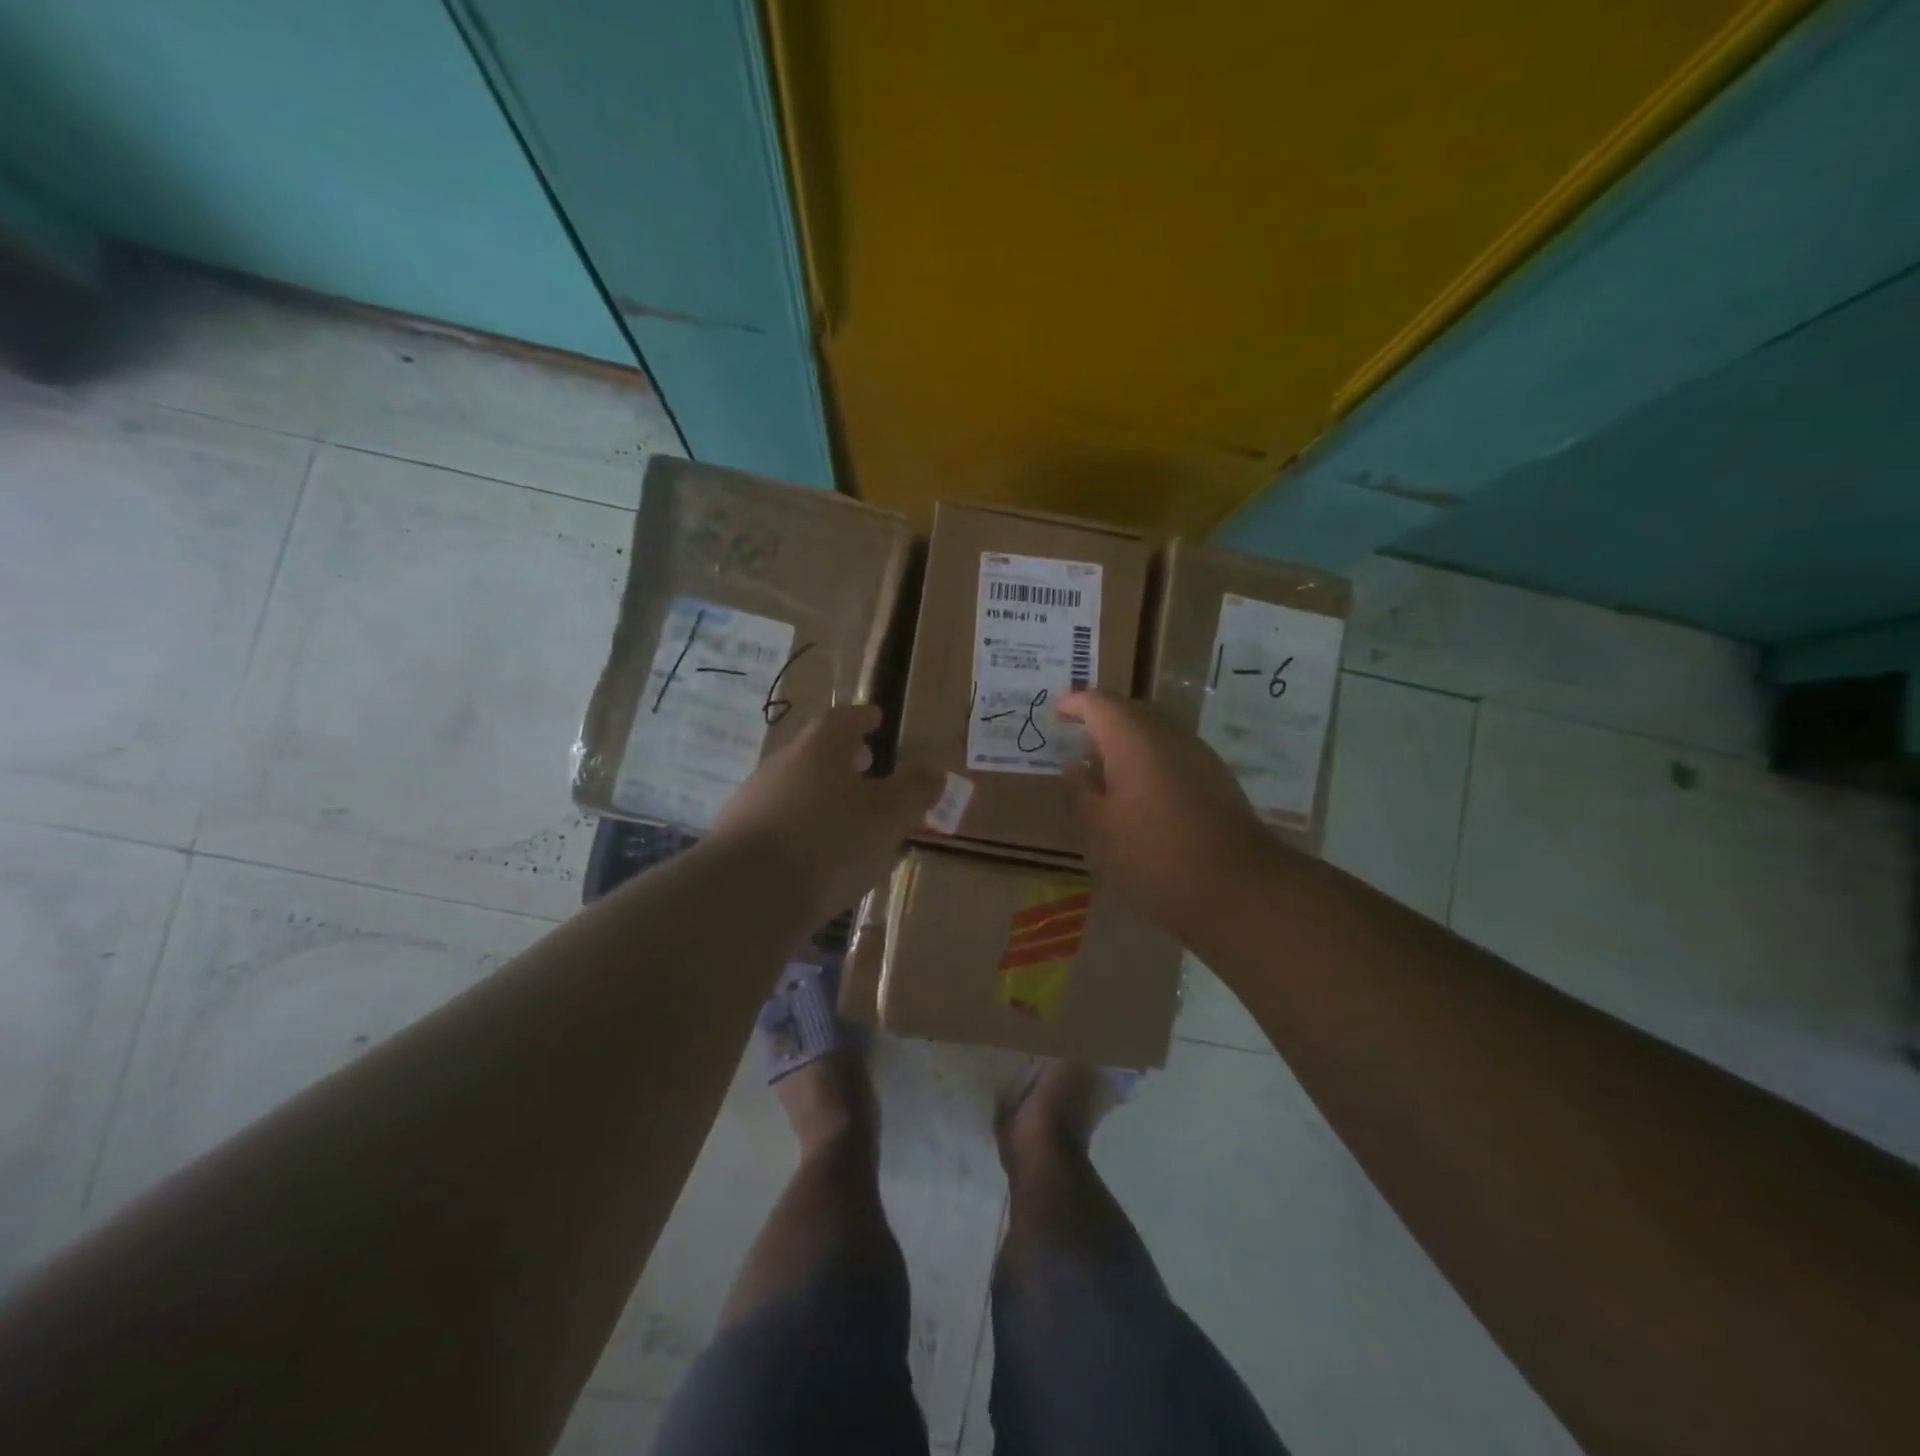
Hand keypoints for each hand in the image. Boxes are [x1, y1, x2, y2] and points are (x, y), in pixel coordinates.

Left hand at [711, 704, 941, 922]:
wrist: (746, 894)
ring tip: (846, 813)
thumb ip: (913, 793)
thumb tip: (935, 772)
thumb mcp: (886, 818)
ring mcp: (754, 799)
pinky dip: (802, 824)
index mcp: (820, 748)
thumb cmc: (829, 843)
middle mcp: (782, 763)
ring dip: (821, 793)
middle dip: (843, 757)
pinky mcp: (737, 837)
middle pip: (816, 751)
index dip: (863, 718)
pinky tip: (814, 851)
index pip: (844, 720)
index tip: (877, 718)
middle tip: (866, 765)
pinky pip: (779, 819)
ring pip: (796, 786)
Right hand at [1056, 691, 1275, 935]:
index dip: (1074, 704)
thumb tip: (1075, 764)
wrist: (1236, 888)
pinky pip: (1173, 755)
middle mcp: (1168, 733)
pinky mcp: (1217, 777)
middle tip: (1078, 747)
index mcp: (1132, 738)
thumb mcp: (1099, 829)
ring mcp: (1198, 754)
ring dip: (1127, 746)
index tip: (1055, 714)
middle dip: (1101, 723)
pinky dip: (1150, 763)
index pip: (1097, 702)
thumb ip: (1082, 790)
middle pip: (1129, 712)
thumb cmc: (1152, 856)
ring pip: (1154, 733)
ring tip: (1105, 776)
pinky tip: (1141, 796)